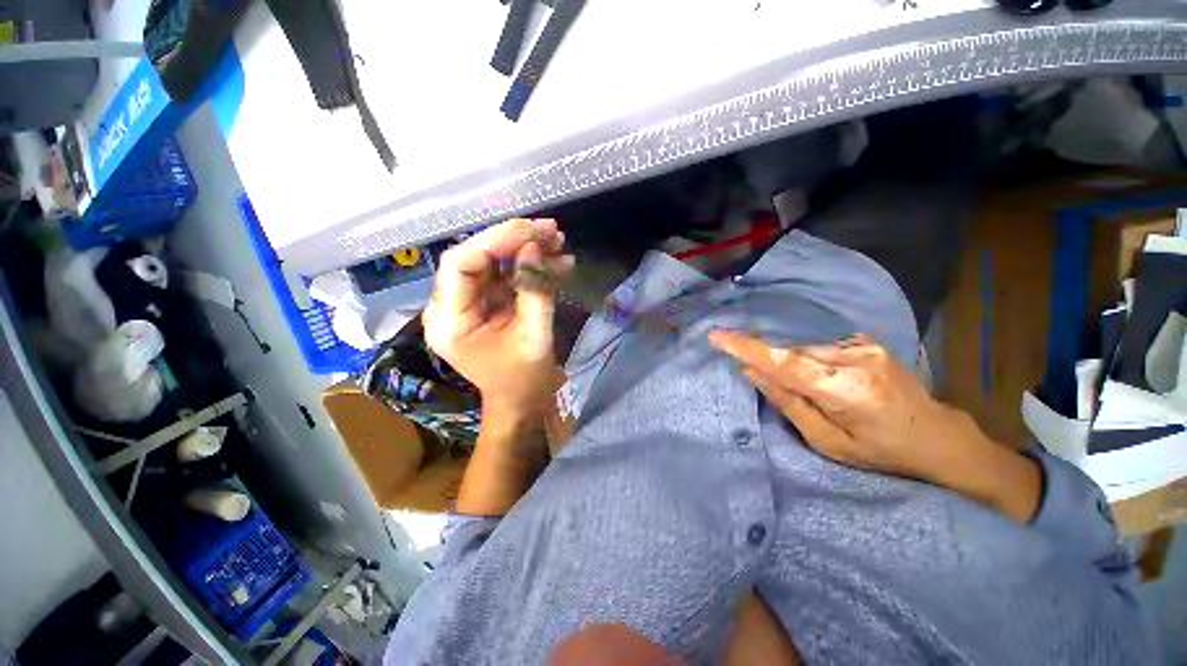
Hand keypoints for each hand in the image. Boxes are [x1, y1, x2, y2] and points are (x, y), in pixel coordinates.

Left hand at [424, 218, 573, 417]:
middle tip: (550, 230)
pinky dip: (530, 266)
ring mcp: (468, 303)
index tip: (531, 232)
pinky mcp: (485, 303)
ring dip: (526, 249)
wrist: (521, 400)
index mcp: (450, 321)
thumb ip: (535, 291)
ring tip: (559, 241)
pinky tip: (557, 261)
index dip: (494, 241)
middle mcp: (450, 306)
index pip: (460, 264)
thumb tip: (535, 247)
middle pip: (476, 257)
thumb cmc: (524, 379)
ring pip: (493, 262)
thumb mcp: (534, 337)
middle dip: (515, 240)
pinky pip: (504, 275)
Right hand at [709, 331, 1041, 522]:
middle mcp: (855, 359)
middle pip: (793, 356)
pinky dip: (810, 363)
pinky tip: (830, 385)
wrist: (941, 438)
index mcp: (846, 390)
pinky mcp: (868, 343)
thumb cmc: (883, 452)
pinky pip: (820, 349)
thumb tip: (753, 373)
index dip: (748, 349)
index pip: (785, 363)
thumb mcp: (828, 443)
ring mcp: (865, 347)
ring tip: (820, 397)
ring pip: (805, 351)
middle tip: (787, 394)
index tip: (717, 336)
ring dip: (796, 368)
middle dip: (775, 368)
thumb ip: (788, 403)